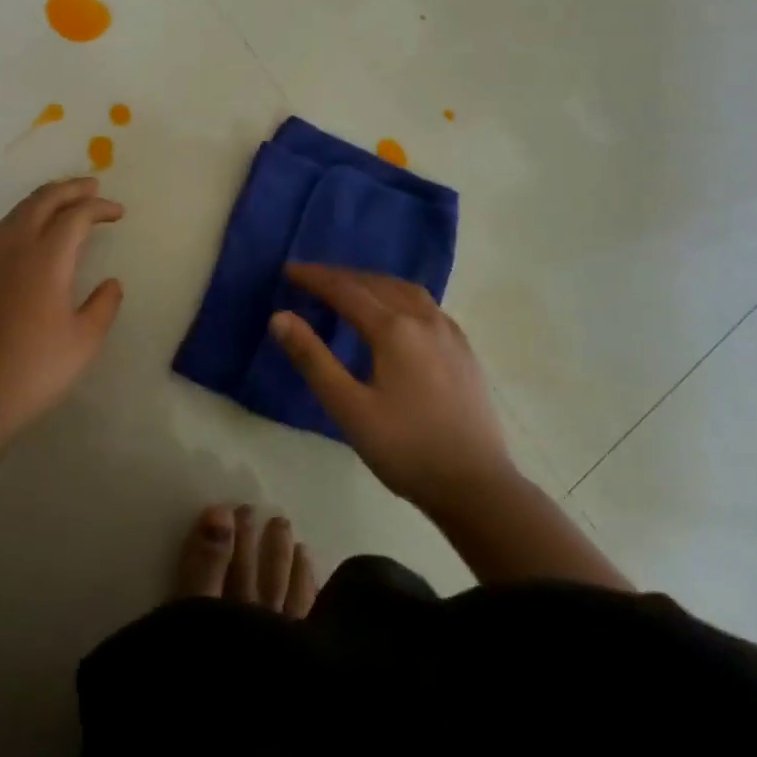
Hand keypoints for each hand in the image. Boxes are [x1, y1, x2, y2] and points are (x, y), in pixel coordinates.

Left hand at [0, 178, 124, 443]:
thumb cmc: (33, 370)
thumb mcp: (84, 341)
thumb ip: (104, 305)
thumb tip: (111, 283)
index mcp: (46, 257)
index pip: (76, 215)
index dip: (100, 208)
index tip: (118, 213)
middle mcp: (13, 245)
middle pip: (43, 200)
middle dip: (71, 189)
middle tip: (92, 187)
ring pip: (18, 211)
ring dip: (45, 201)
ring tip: (64, 204)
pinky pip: (0, 230)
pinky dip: (23, 219)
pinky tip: (29, 236)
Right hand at [270, 264, 514, 513]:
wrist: (478, 487)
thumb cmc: (406, 450)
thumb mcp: (349, 409)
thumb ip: (313, 359)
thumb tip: (279, 317)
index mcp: (394, 329)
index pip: (346, 290)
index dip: (315, 278)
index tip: (289, 270)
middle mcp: (424, 319)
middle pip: (376, 283)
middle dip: (341, 277)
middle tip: (312, 278)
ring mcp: (449, 332)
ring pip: (404, 290)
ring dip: (372, 282)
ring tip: (350, 287)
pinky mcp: (464, 350)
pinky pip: (425, 305)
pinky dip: (398, 295)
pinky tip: (396, 311)